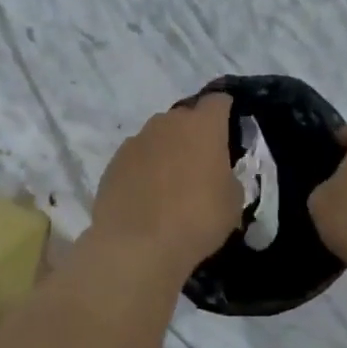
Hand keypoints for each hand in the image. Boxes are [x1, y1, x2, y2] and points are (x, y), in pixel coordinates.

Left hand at [89, 94, 242, 277]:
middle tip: (202, 164)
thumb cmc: (197, 219)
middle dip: (194, 134)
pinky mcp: (113, 163)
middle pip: (185, 117)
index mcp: (202, 126)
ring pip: (158, 137)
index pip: (218, 101)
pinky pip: (137, 158)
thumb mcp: (233, 202)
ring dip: (167, 151)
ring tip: (172, 184)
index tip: (230, 132)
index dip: (226, 112)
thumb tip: (218, 175)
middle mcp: (167, 123)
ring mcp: (136, 141)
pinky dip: (144, 170)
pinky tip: (147, 197)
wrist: (137, 246)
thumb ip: (228, 177)